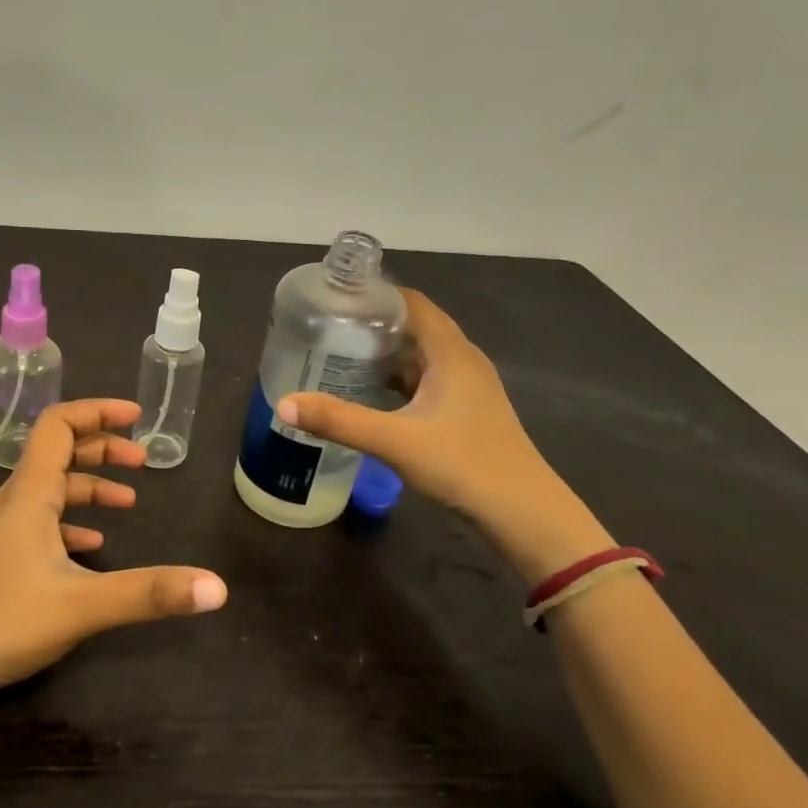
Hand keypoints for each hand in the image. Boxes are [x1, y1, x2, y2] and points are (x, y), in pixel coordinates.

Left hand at [0, 399, 227, 705]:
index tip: (136, 417)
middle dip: (102, 449)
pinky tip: (92, 550)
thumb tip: (218, 587)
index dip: (97, 412)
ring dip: (89, 488)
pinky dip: (72, 525)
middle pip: (58, 454)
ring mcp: (4, 534)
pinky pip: (42, 527)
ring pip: (51, 492)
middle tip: (142, 462)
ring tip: (127, 503)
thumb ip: (149, 593)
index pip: (59, 425)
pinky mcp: (1, 563)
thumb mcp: (82, 605)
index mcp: (30, 494)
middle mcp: (15, 503)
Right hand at [278, 290, 610, 581]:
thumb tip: (285, 403)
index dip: (376, 295)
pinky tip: (371, 394)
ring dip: (385, 353)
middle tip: (327, 327)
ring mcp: (468, 388)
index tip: (335, 298)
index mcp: (451, 353)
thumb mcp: (394, 440)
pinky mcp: (466, 412)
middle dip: (373, 324)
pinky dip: (398, 380)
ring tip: (341, 354)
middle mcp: (462, 361)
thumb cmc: (463, 465)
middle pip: (415, 327)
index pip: (412, 303)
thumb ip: (338, 420)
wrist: (522, 513)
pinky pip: (426, 381)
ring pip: (420, 356)